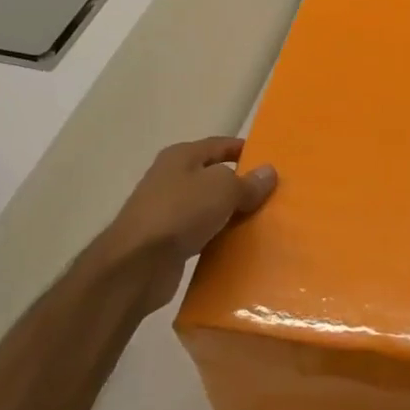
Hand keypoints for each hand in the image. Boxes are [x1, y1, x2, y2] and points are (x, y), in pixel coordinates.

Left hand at [90, 138, 276, 315]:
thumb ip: (248, 182)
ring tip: (261, 222)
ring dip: (230, 215)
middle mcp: (171, 179)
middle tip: (272, 196)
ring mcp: (167, 211)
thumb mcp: (223, 189)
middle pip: (214, 177)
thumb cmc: (180, 212)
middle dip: (241, 186)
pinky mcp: (167, 242)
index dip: (245, 150)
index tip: (271, 162)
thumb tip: (269, 172)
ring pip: (208, 208)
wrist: (137, 264)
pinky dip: (218, 238)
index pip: (220, 145)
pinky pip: (201, 234)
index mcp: (181, 156)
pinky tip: (238, 247)